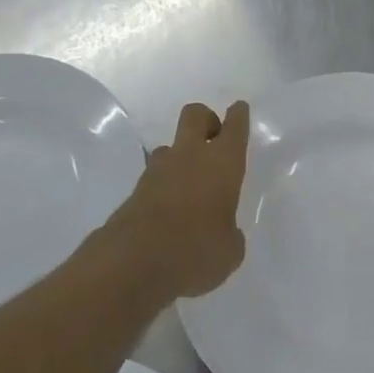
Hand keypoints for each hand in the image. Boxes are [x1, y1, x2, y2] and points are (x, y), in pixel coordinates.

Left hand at [102, 101, 249, 299]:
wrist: (133, 263)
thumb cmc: (196, 251)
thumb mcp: (229, 251)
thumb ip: (230, 234)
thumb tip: (224, 232)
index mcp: (222, 163)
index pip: (234, 128)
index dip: (238, 116)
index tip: (239, 109)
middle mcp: (190, 157)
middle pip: (196, 115)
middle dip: (207, 120)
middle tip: (214, 140)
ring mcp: (158, 170)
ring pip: (171, 146)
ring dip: (181, 156)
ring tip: (189, 184)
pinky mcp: (135, 190)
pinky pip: (155, 176)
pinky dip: (164, 184)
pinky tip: (170, 209)